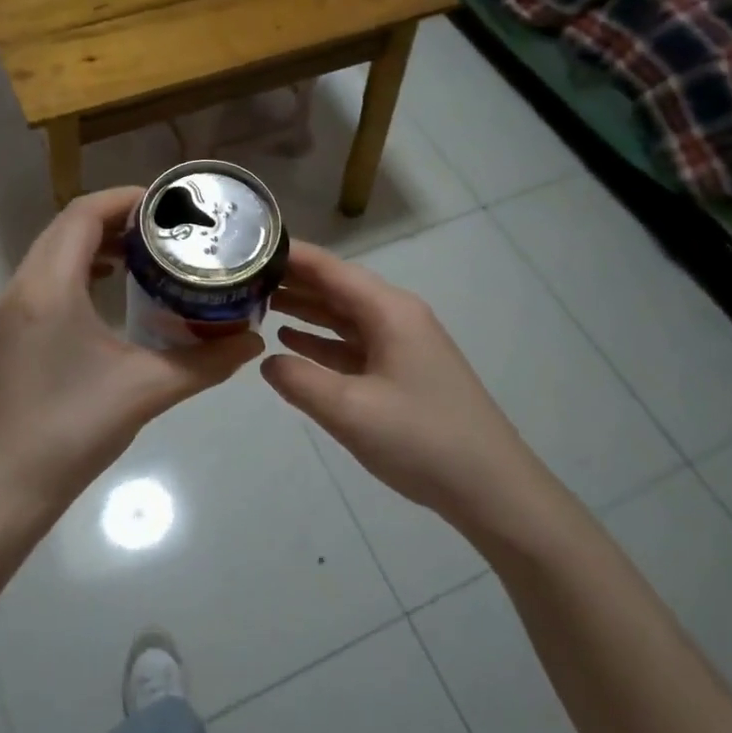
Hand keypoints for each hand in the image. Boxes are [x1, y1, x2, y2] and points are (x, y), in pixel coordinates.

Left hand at [0, 186, 262, 516]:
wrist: (3, 489)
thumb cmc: (72, 431)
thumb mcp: (147, 390)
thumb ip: (205, 362)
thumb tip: (252, 341)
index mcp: (49, 288)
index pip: (83, 215)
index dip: (126, 199)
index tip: (168, 205)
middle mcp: (20, 288)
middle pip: (65, 227)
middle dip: (115, 218)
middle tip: (164, 229)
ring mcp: (7, 312)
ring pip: (50, 253)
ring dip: (93, 243)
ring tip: (141, 256)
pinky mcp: (5, 334)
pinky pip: (42, 279)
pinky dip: (76, 269)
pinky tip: (108, 293)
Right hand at [260, 241, 536, 523]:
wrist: (491, 488)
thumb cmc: (421, 439)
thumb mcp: (349, 410)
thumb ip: (299, 381)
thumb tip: (266, 361)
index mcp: (389, 311)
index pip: (331, 269)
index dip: (290, 255)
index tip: (247, 245)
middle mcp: (396, 317)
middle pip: (336, 288)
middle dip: (291, 281)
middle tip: (240, 276)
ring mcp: (401, 345)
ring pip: (343, 315)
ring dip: (304, 309)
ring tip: (256, 302)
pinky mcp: (402, 372)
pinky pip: (353, 344)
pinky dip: (321, 341)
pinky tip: (290, 342)